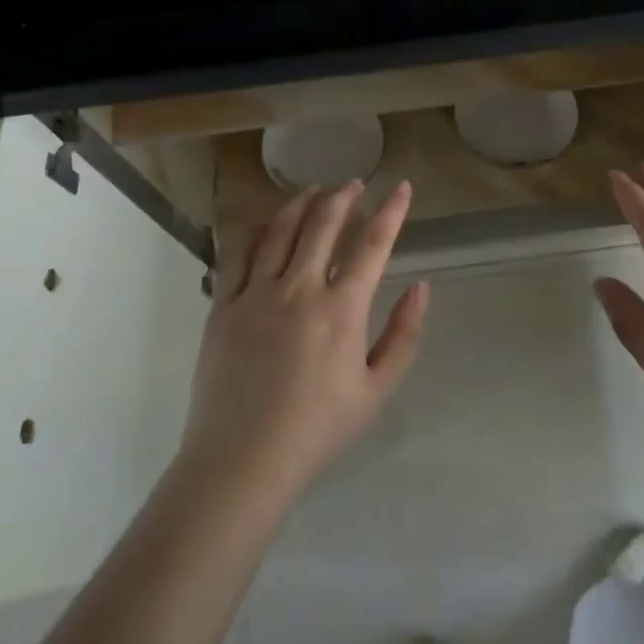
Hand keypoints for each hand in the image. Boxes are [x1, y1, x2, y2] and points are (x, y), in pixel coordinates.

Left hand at [180, 180, 428, 501]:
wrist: (242, 460)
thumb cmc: (318, 429)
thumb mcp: (377, 390)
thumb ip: (404, 335)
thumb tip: (420, 287)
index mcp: (342, 309)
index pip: (373, 244)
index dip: (391, 211)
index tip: (402, 187)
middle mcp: (299, 289)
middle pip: (324, 224)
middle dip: (344, 196)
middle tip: (354, 183)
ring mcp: (255, 294)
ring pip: (280, 230)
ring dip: (301, 203)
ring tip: (314, 190)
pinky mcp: (223, 306)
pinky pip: (239, 253)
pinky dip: (257, 229)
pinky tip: (266, 222)